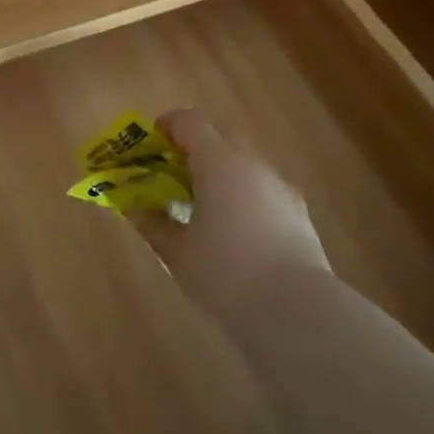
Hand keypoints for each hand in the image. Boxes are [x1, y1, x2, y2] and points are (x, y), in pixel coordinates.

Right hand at [133, 109, 332, 327]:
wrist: (299, 312)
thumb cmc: (227, 274)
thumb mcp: (178, 253)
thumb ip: (153, 224)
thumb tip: (135, 208)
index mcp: (219, 162)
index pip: (189, 122)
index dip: (165, 127)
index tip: (149, 147)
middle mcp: (252, 164)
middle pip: (219, 138)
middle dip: (193, 151)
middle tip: (172, 178)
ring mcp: (280, 187)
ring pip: (244, 165)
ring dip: (220, 176)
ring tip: (202, 210)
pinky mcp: (299, 214)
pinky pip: (262, 191)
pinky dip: (243, 198)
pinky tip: (236, 235)